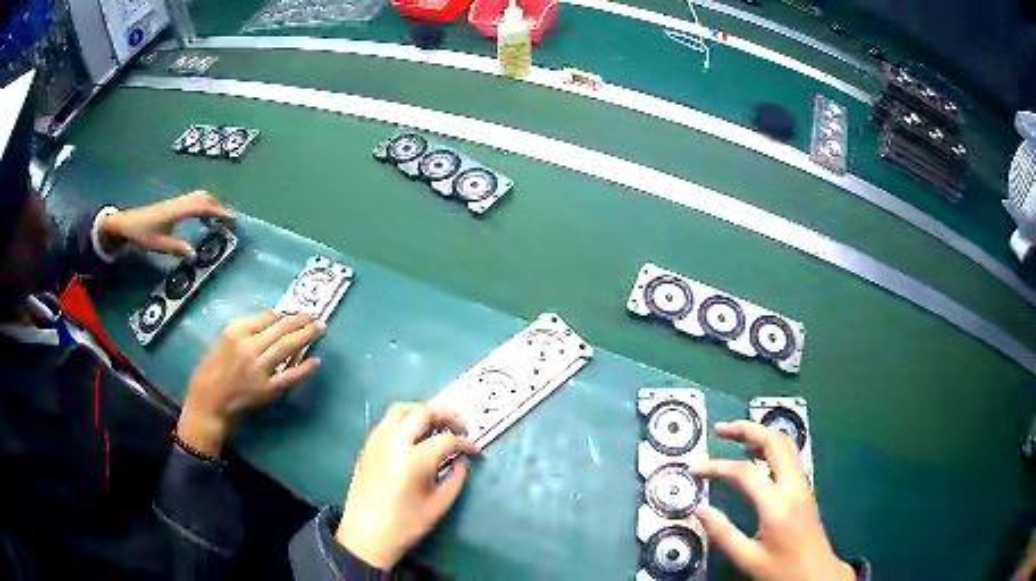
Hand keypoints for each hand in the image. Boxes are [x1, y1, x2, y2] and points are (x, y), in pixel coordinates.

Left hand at [98, 191, 232, 255]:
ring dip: (212, 202)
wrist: (126, 223)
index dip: (218, 211)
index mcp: (177, 211)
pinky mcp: (173, 205)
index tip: (232, 218)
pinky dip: (204, 204)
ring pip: (199, 196)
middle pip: (203, 197)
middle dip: (219, 205)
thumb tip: (195, 254)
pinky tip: (204, 214)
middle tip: (231, 217)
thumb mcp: (158, 244)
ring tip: (220, 215)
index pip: (202, 207)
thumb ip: (177, 248)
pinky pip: (193, 199)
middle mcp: (179, 203)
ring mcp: (176, 202)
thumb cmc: (141, 234)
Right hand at [177, 312, 324, 455]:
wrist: (208, 403)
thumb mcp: (222, 342)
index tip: (295, 313)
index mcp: (236, 331)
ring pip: (287, 347)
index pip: (266, 318)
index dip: (283, 315)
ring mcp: (260, 368)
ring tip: (320, 328)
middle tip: (315, 316)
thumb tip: (269, 324)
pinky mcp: (267, 389)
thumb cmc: (210, 371)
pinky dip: (304, 368)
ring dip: (306, 336)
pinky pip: (289, 376)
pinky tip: (316, 361)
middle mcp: (249, 346)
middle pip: (281, 329)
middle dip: (300, 321)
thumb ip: (244, 332)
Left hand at [335, 403, 479, 569]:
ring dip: (422, 411)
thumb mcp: (438, 506)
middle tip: (460, 428)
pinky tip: (414, 435)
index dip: (465, 443)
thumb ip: (456, 479)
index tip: (475, 450)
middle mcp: (394, 442)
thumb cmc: (405, 525)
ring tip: (437, 425)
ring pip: (401, 408)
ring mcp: (377, 441)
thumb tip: (462, 461)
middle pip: (423, 412)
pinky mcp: (367, 446)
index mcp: (414, 459)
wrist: (366, 535)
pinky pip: (387, 421)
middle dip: (446, 416)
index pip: (446, 439)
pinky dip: (405, 419)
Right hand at [692, 421, 854, 580]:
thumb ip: (723, 533)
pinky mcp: (805, 489)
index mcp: (777, 505)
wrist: (817, 573)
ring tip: (737, 436)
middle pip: (775, 442)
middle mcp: (793, 486)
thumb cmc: (782, 569)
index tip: (695, 469)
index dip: (718, 466)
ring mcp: (802, 485)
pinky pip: (789, 456)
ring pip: (786, 445)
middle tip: (720, 429)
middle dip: (747, 429)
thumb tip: (699, 510)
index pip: (745, 473)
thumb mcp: (748, 558)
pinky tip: (757, 456)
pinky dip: (771, 446)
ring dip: (761, 433)